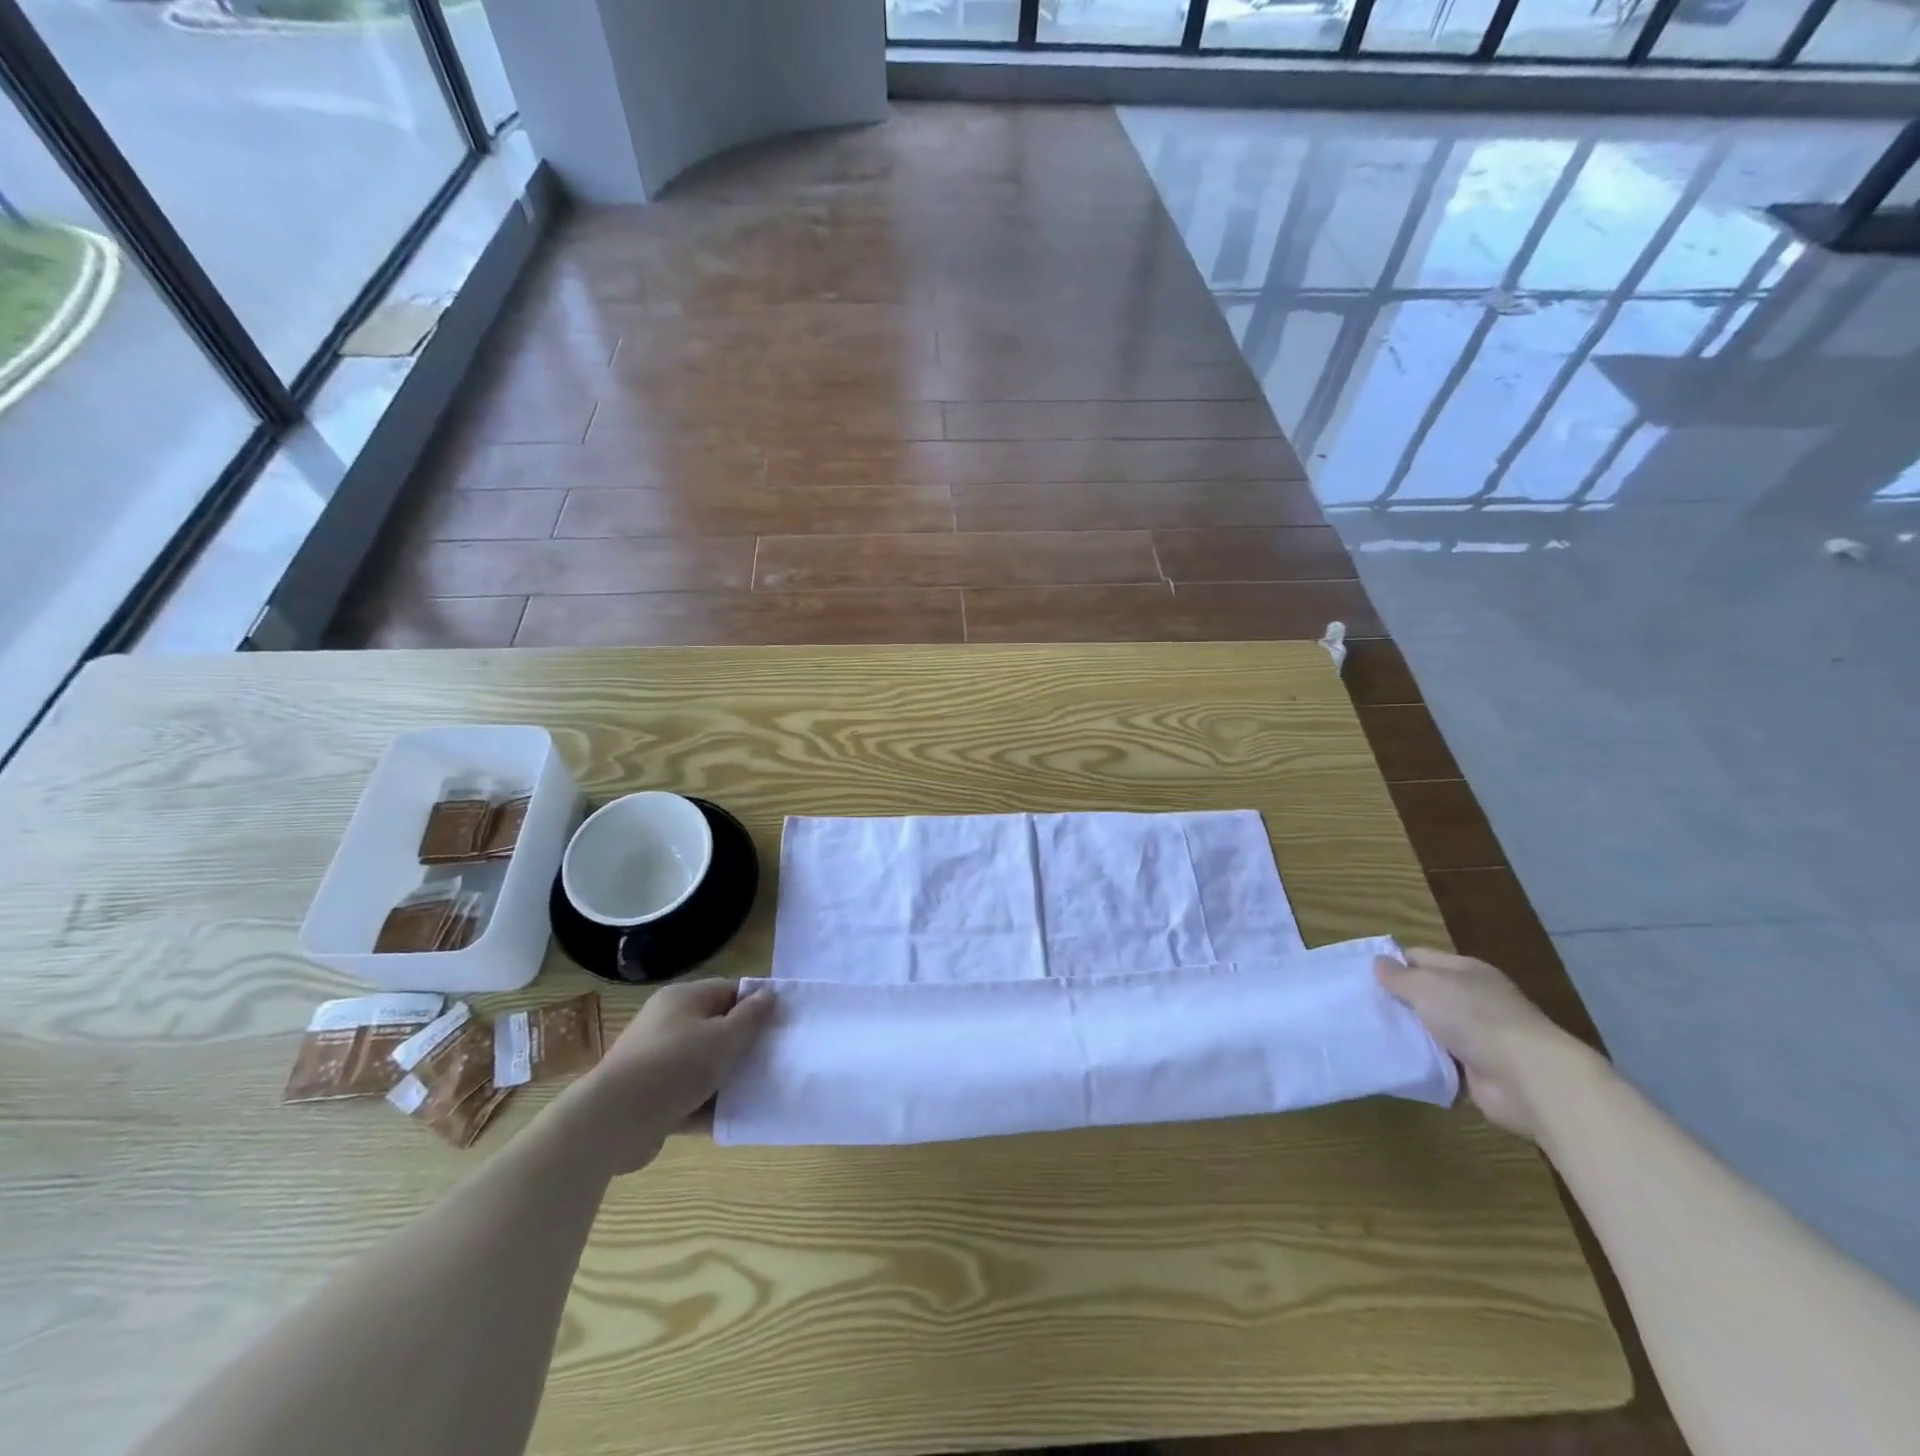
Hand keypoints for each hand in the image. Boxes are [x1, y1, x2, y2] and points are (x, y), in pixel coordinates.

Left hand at [565, 978, 775, 1174]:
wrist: (612, 1121)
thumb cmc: (675, 1066)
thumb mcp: (723, 1037)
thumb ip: (751, 1017)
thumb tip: (769, 994)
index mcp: (683, 999)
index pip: (729, 990)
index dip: (757, 1003)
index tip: (783, 1022)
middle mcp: (668, 1023)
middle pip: (717, 1026)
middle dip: (744, 1043)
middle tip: (774, 1057)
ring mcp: (656, 1060)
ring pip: (704, 1063)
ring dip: (728, 1077)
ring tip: (759, 1089)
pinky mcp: (650, 1095)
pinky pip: (689, 1093)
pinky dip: (708, 1103)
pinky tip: (733, 1116)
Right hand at [1376, 949, 1592, 1141]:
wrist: (1528, 1078)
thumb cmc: (1475, 1018)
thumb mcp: (1427, 986)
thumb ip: (1399, 976)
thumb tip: (1379, 963)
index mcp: (1465, 972)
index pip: (1420, 958)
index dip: (1390, 964)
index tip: (1359, 975)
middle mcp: (1472, 1000)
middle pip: (1423, 996)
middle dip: (1394, 1002)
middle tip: (1356, 1007)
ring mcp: (1477, 1037)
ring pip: (1429, 1031)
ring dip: (1406, 1036)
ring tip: (1366, 1036)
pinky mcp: (1476, 1071)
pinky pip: (1438, 1064)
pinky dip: (1420, 1065)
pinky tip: (1392, 1063)